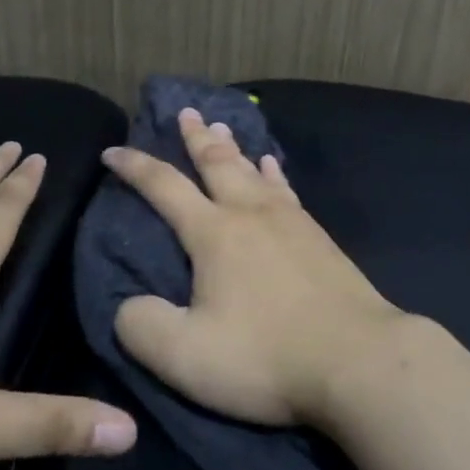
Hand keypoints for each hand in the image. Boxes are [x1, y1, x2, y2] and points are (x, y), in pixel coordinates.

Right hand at [104, 109, 405, 426]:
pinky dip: (273, 172)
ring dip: (232, 147)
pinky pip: (286, 189)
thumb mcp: (186, 356)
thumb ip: (143, 327)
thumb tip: (128, 306)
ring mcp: (290, 221)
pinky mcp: (318, 237)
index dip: (135, 166)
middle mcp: (250, 213)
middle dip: (195, 136)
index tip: (113, 150)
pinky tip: (272, 166)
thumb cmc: (265, 355)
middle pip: (217, 162)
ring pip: (253, 170)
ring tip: (221, 126)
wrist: (356, 358)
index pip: (164, 187)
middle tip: (185, 111)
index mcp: (214, 234)